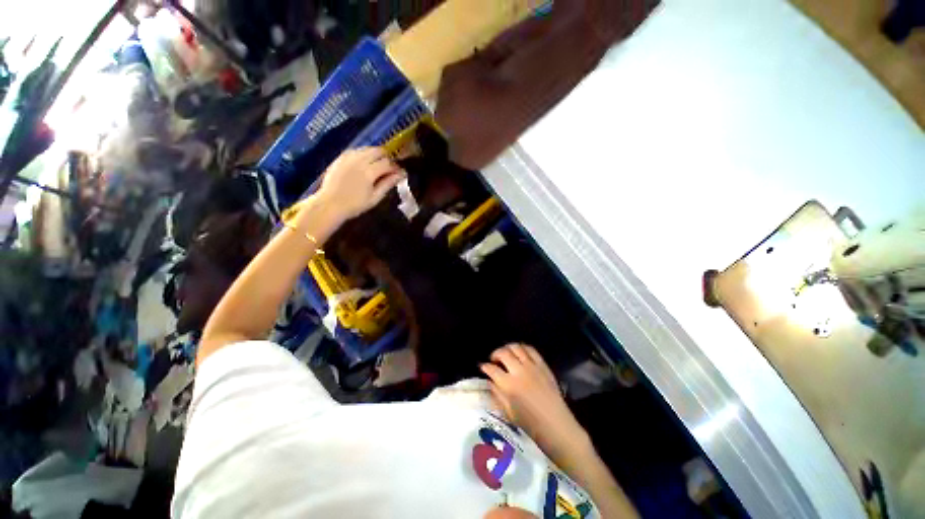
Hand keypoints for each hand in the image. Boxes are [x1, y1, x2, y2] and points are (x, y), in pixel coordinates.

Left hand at [316, 147, 405, 220]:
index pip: (388, 163)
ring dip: (375, 154)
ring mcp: (348, 157)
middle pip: (378, 151)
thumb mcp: (375, 197)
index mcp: (369, 172)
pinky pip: (356, 150)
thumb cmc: (355, 205)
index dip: (396, 167)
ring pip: (367, 148)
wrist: (330, 204)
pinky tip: (364, 163)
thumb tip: (400, 175)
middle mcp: (359, 160)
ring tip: (377, 165)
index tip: (400, 173)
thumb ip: (388, 184)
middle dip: (386, 157)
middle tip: (389, 168)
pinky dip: (364, 154)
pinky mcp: (341, 157)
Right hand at [480, 344, 590, 460]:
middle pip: (503, 353)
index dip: (485, 367)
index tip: (483, 367)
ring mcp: (532, 366)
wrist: (556, 425)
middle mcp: (519, 371)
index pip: (492, 369)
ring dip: (508, 348)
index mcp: (508, 385)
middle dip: (495, 354)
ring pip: (516, 347)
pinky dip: (523, 348)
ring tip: (506, 354)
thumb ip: (497, 394)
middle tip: (493, 360)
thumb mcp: (508, 412)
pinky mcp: (542, 365)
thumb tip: (490, 381)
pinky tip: (520, 353)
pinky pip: (531, 350)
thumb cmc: (530, 424)